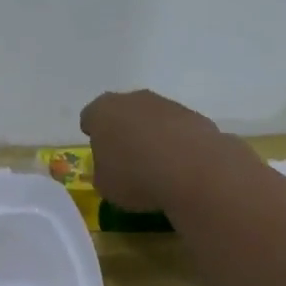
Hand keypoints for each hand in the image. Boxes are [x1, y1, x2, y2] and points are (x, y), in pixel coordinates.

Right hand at [79, 89, 228, 210]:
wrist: (194, 172)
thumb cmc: (136, 177)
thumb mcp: (105, 185)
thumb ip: (103, 171)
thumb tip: (112, 168)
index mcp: (102, 112)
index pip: (89, 117)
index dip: (94, 135)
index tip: (100, 154)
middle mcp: (133, 100)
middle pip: (123, 112)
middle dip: (124, 131)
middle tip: (127, 159)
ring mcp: (167, 104)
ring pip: (153, 119)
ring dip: (152, 136)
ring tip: (157, 167)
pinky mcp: (196, 116)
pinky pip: (178, 130)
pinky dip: (177, 144)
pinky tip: (180, 167)